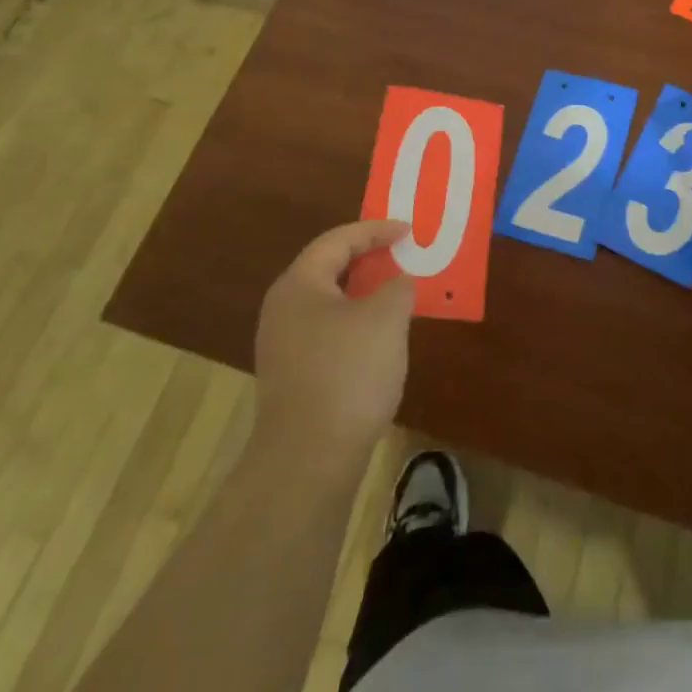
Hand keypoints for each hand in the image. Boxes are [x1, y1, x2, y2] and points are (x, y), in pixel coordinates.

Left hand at [254, 222, 415, 459]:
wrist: (308, 461)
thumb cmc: (347, 373)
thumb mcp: (386, 318)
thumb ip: (398, 288)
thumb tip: (398, 284)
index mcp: (299, 285)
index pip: (338, 240)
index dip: (375, 230)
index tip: (407, 230)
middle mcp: (283, 309)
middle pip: (329, 269)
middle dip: (368, 259)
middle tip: (402, 254)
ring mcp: (284, 346)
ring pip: (330, 303)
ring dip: (364, 293)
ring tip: (397, 293)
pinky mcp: (293, 377)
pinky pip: (329, 332)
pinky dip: (357, 323)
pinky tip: (381, 339)